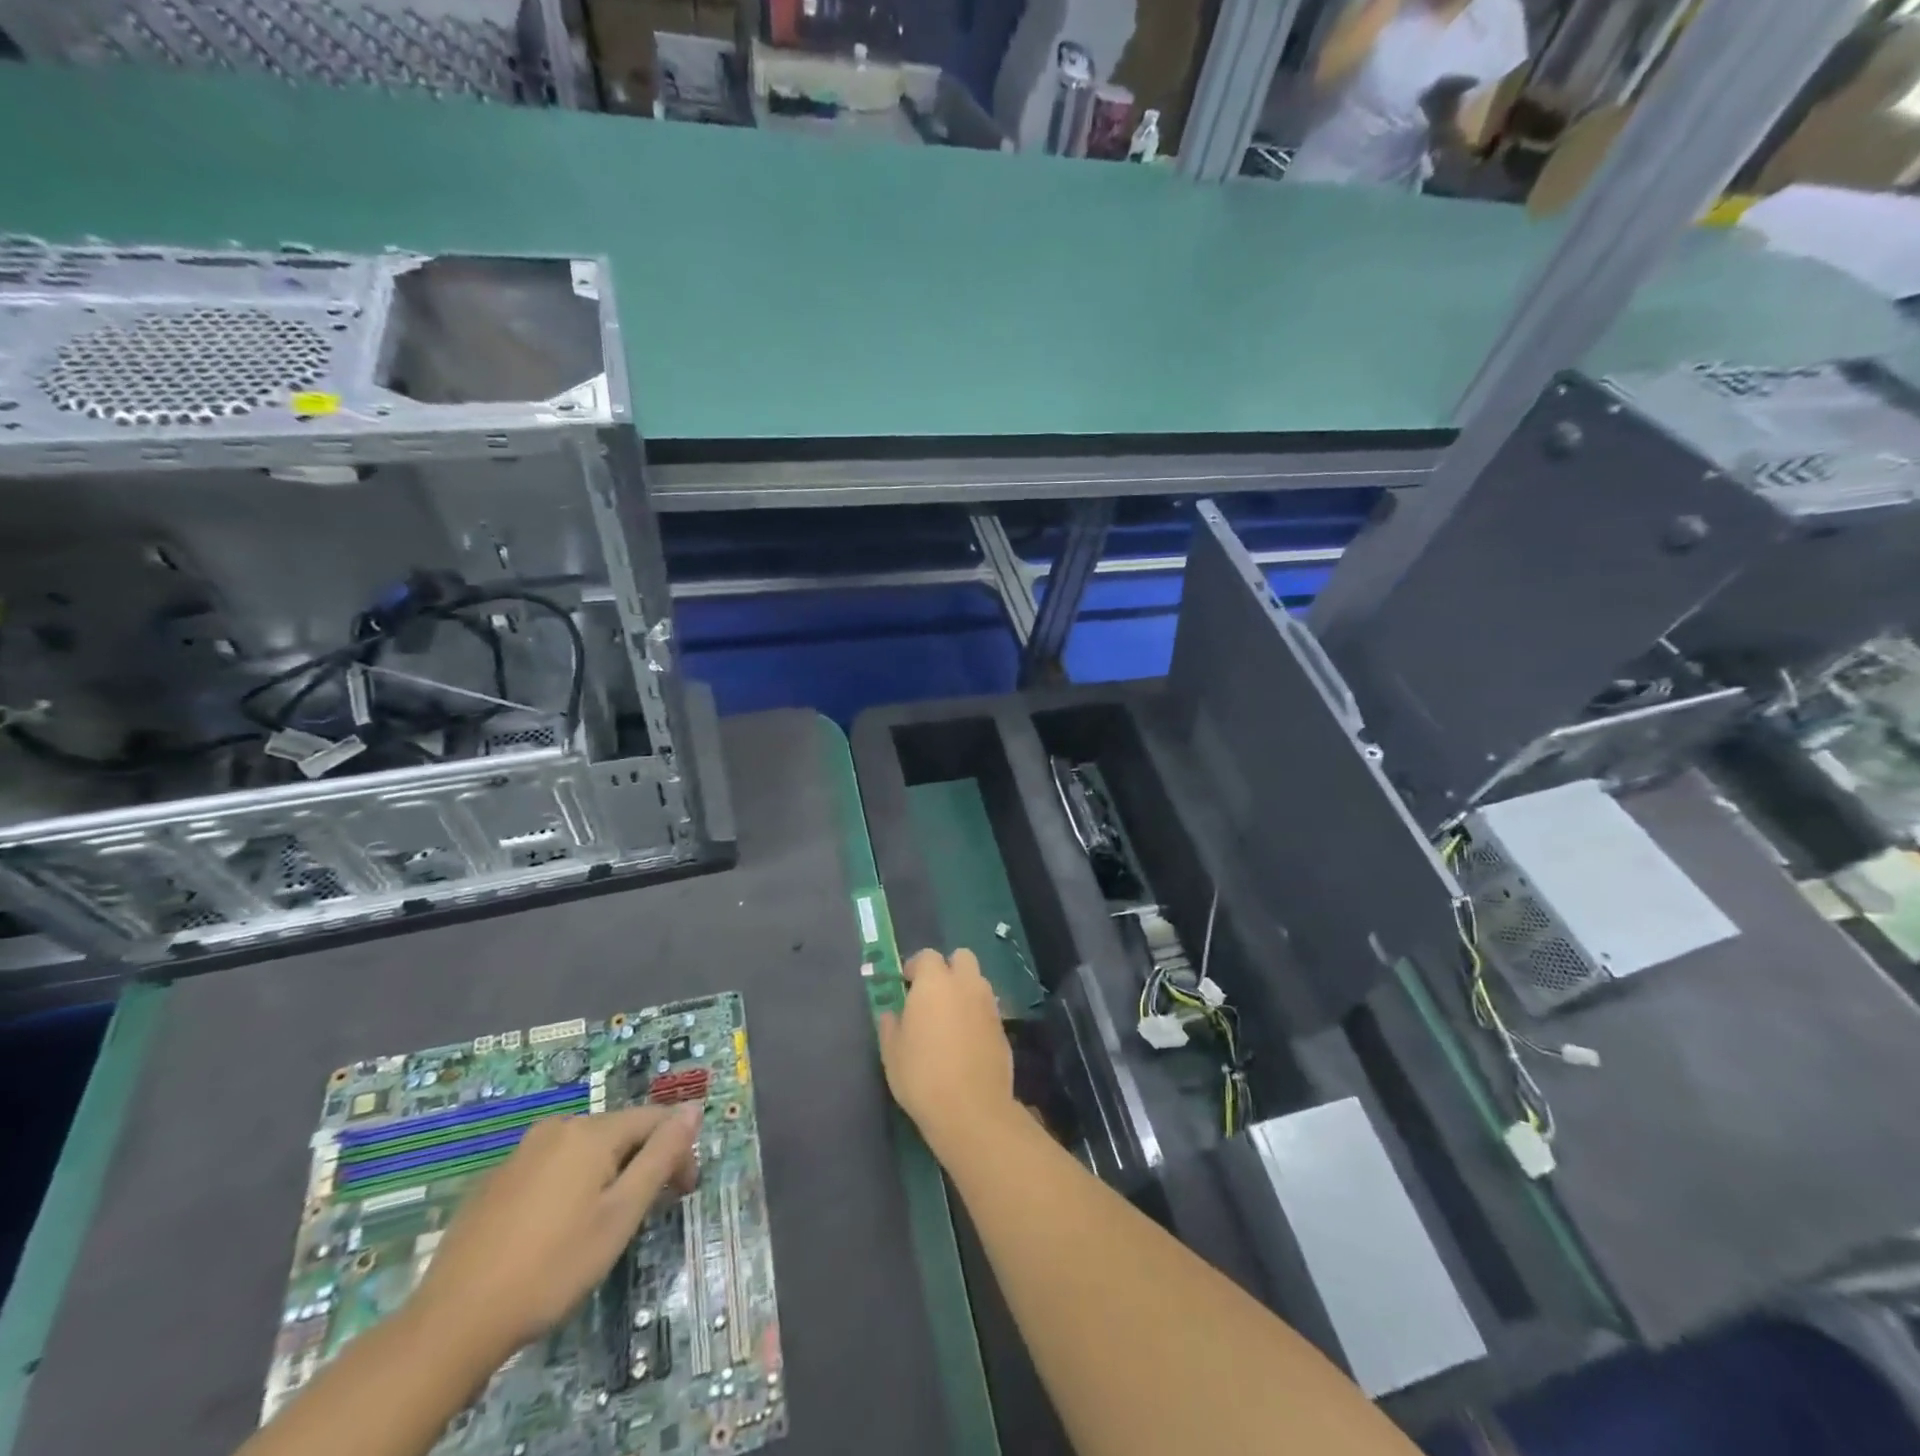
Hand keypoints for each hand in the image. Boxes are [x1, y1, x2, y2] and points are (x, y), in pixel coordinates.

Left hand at [410, 1105, 700, 1358]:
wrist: (452, 1323)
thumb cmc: (552, 1268)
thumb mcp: (621, 1215)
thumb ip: (661, 1156)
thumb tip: (693, 1108)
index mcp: (591, 1131)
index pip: (655, 1120)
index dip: (678, 1152)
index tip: (682, 1195)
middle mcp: (558, 1127)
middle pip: (619, 1133)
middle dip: (642, 1164)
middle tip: (644, 1216)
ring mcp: (522, 1152)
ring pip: (584, 1151)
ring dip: (607, 1175)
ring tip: (604, 1225)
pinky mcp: (496, 1181)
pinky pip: (551, 1168)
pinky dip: (570, 1187)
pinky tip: (558, 1231)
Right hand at [877, 948, 1014, 1154]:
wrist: (971, 1109)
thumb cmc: (922, 1076)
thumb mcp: (892, 1052)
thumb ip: (890, 1025)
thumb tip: (892, 1014)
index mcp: (935, 982)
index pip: (927, 955)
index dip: (915, 967)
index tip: (906, 985)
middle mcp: (966, 984)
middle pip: (962, 958)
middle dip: (948, 968)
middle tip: (932, 994)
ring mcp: (989, 1005)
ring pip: (978, 982)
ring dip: (965, 990)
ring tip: (950, 1019)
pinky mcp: (1004, 1028)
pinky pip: (988, 1009)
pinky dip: (977, 1015)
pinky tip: (966, 1041)